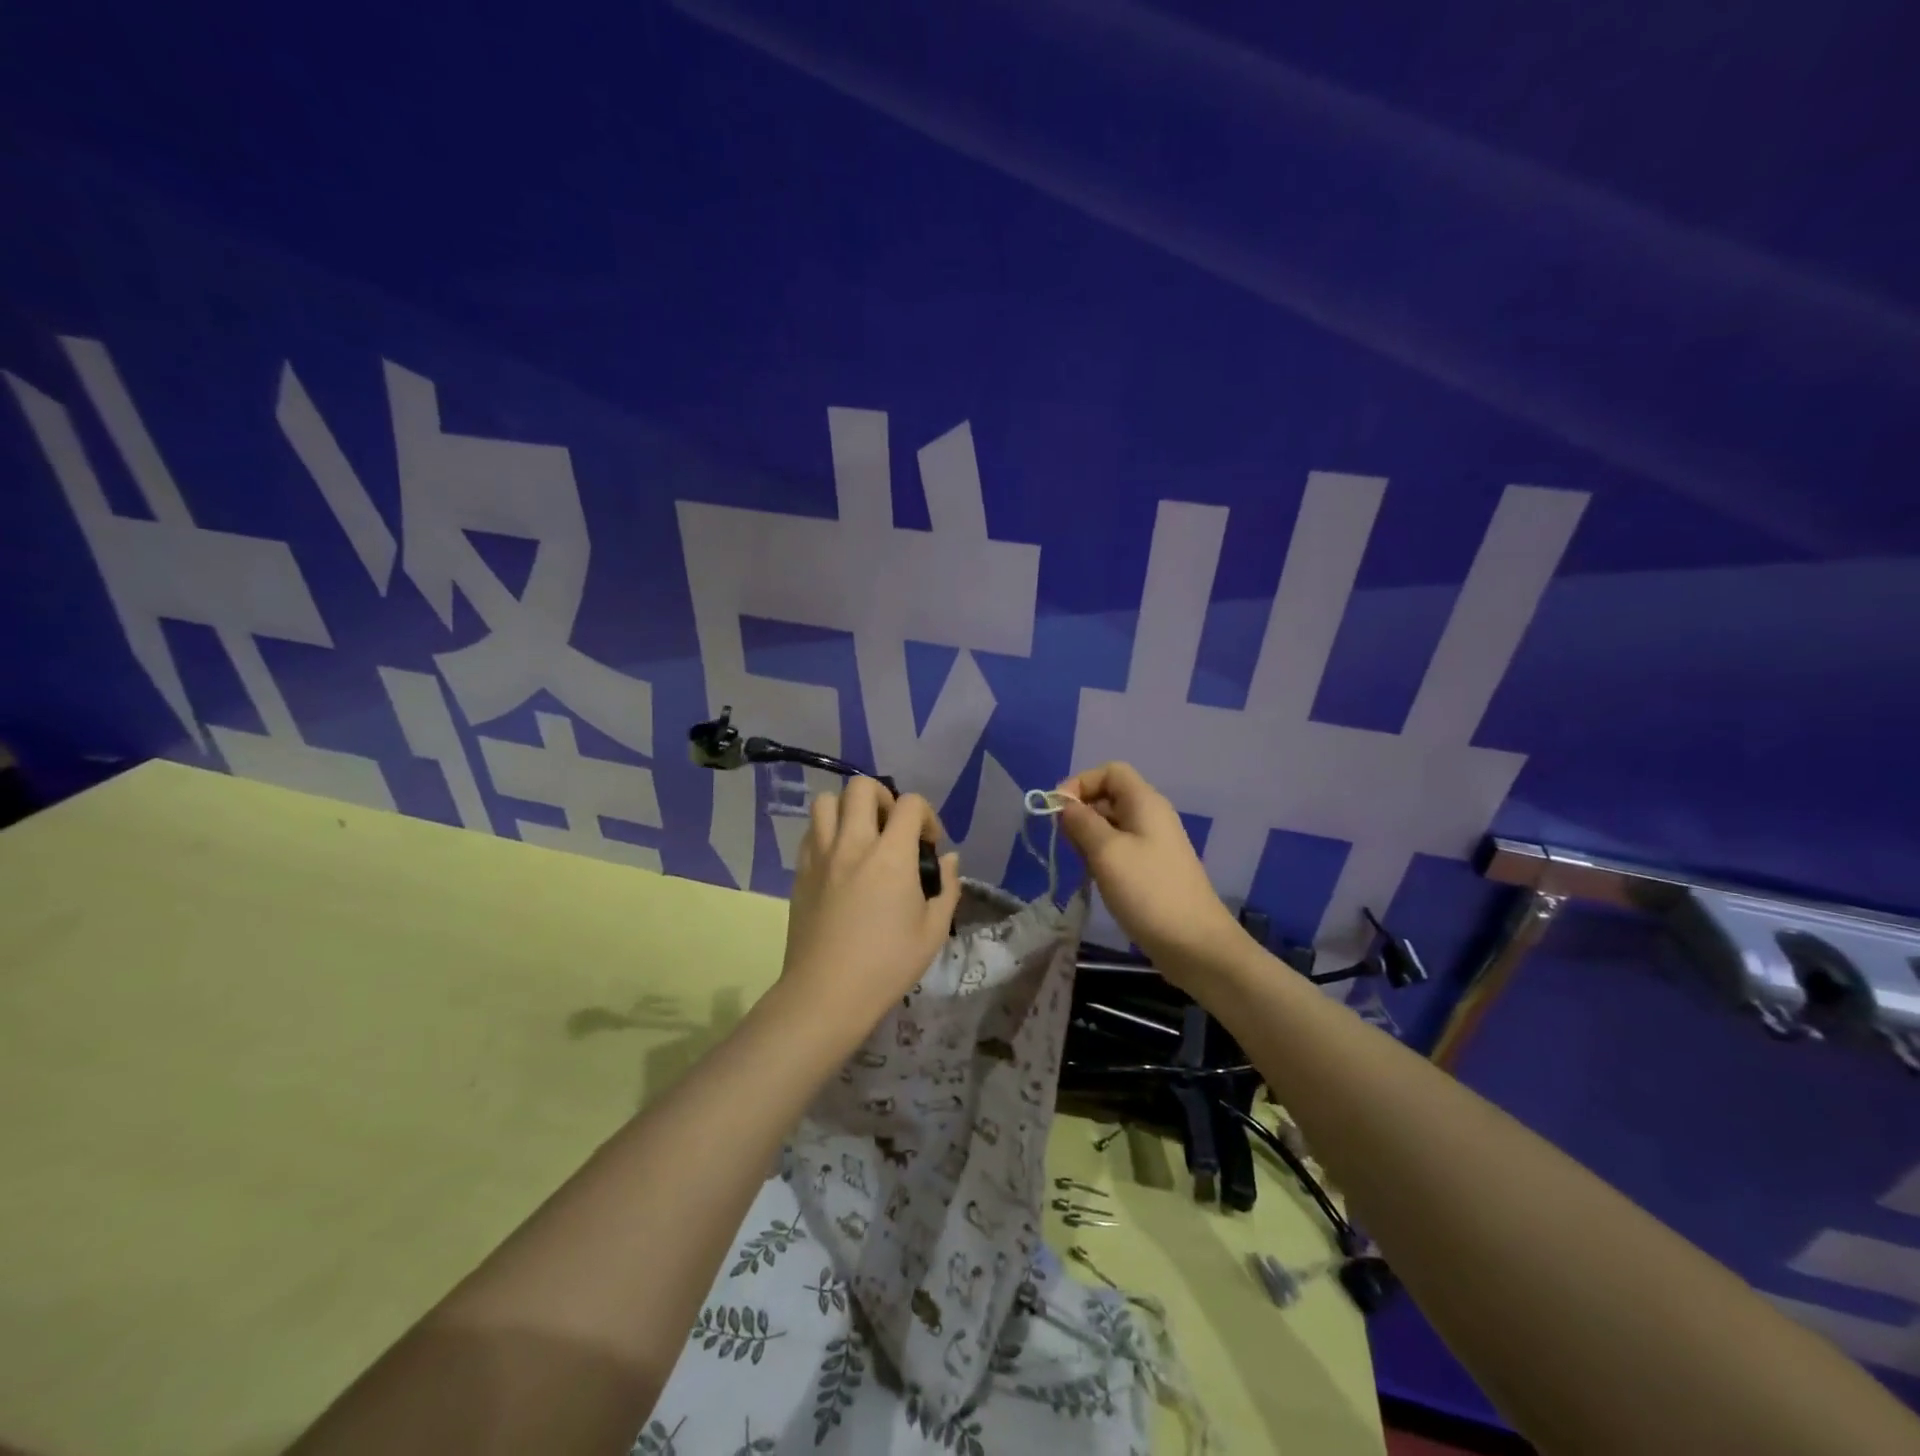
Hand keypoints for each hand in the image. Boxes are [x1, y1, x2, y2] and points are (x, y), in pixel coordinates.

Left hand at [780, 778, 961, 1030]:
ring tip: (861, 836)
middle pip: (862, 787)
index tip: (929, 844)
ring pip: (827, 801)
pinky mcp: (800, 871)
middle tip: (892, 828)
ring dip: (848, 809)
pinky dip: (826, 831)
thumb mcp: (933, 932)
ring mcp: (821, 855)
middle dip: (884, 797)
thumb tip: (948, 860)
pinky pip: (810, 831)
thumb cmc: (887, 965)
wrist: (826, 994)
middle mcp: (853, 844)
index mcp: (891, 856)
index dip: (926, 815)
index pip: (910, 803)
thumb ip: (946, 888)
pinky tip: (839, 858)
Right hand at [1055, 762, 1243, 977]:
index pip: (1109, 772)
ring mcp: (1154, 844)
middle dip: (1082, 813)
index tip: (1058, 811)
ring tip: (1082, 865)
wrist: (1195, 945)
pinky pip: (1121, 849)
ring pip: (1112, 825)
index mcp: (1145, 802)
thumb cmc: (1148, 892)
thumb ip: (1081, 822)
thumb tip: (1064, 805)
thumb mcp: (1106, 852)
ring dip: (1089, 839)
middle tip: (1067, 843)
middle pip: (1109, 797)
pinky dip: (1103, 857)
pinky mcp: (1153, 869)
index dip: (1080, 784)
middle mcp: (1151, 816)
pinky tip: (1097, 880)